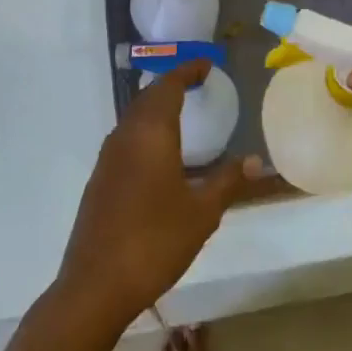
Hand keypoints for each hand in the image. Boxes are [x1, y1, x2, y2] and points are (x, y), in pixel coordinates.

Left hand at [54, 61, 256, 330]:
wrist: (95, 286)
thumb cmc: (155, 241)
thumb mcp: (202, 213)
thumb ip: (228, 181)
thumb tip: (256, 160)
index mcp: (150, 134)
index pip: (168, 85)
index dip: (188, 70)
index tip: (207, 64)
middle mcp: (125, 137)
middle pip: (148, 97)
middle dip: (172, 85)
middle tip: (198, 84)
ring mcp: (107, 159)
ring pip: (134, 118)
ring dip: (156, 108)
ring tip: (183, 114)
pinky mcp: (100, 180)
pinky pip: (126, 140)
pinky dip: (146, 132)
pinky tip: (160, 156)